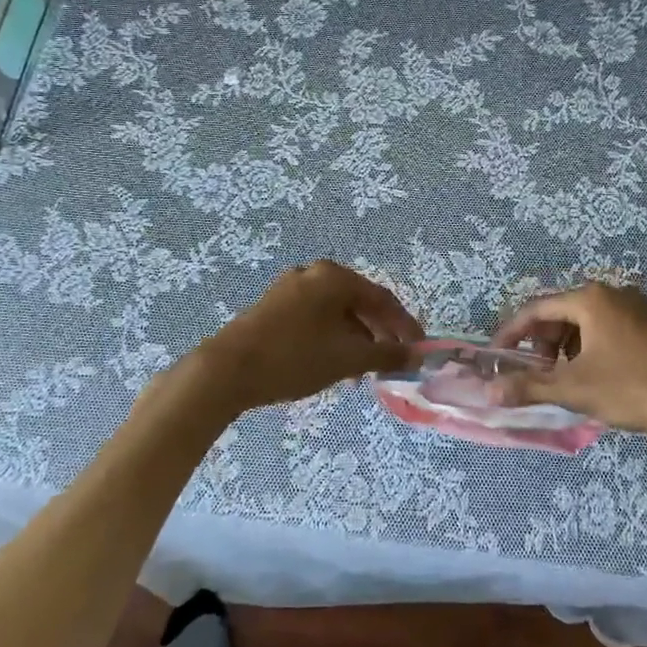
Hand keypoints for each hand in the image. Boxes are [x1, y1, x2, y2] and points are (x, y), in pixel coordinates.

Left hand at [191, 260, 422, 411]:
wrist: (227, 370)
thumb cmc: (295, 358)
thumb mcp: (347, 358)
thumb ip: (386, 355)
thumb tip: (415, 356)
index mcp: (335, 277)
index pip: (382, 299)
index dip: (405, 326)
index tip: (419, 350)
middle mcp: (313, 274)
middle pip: (359, 303)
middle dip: (379, 334)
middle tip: (392, 362)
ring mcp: (290, 288)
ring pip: (336, 314)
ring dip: (355, 340)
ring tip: (362, 372)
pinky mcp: (274, 306)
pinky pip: (315, 319)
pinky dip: (332, 339)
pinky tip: (334, 366)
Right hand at [491, 282, 646, 463]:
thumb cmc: (636, 388)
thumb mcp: (576, 389)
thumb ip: (529, 386)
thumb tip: (490, 391)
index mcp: (591, 299)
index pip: (536, 308)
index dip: (511, 333)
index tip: (496, 356)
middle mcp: (614, 294)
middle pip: (562, 313)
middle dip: (541, 343)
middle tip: (534, 373)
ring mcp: (640, 309)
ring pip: (587, 323)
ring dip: (567, 349)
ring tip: (566, 380)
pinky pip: (611, 331)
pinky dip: (592, 350)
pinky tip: (599, 380)